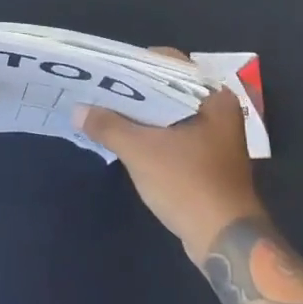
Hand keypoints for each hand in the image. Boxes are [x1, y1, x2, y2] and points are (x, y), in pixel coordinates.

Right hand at [76, 51, 262, 262]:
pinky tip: (125, 136)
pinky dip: (152, 132)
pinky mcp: (208, 157)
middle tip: (99, 88)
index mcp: (212, 96)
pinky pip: (174, 133)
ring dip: (141, 113)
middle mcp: (218, 109)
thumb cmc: (188, 184)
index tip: (105, 69)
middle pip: (168, 87)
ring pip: (170, 112)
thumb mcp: (141, 152)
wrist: (225, 240)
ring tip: (105, 108)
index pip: (168, 62)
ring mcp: (215, 135)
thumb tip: (78, 111)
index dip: (134, 63)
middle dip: (133, 90)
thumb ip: (108, 126)